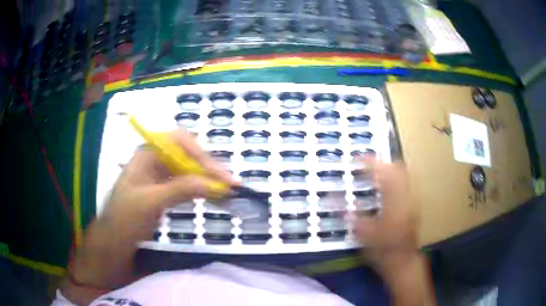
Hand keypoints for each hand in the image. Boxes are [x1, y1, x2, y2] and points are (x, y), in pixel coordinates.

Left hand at [62, 129, 234, 303]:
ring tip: (228, 193)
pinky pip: (188, 186)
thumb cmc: (123, 219)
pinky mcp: (166, 193)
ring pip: (190, 171)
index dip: (199, 153)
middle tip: (231, 185)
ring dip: (209, 180)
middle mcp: (155, 162)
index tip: (217, 173)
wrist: (113, 244)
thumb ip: (179, 189)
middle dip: (209, 168)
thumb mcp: (148, 202)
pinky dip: (202, 191)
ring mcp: (161, 178)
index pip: (178, 142)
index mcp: (146, 155)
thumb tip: (213, 183)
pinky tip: (214, 198)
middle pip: (188, 156)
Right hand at [352, 158, 435, 305]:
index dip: (371, 164)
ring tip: (378, 168)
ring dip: (391, 167)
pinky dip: (398, 177)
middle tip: (368, 162)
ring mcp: (413, 201)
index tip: (358, 159)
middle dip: (383, 162)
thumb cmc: (383, 251)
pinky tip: (390, 182)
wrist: (403, 262)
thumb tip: (339, 205)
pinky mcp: (414, 206)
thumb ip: (354, 218)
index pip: (383, 176)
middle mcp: (406, 199)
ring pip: (405, 174)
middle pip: (398, 170)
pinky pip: (408, 183)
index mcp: (393, 205)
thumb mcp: (365, 237)